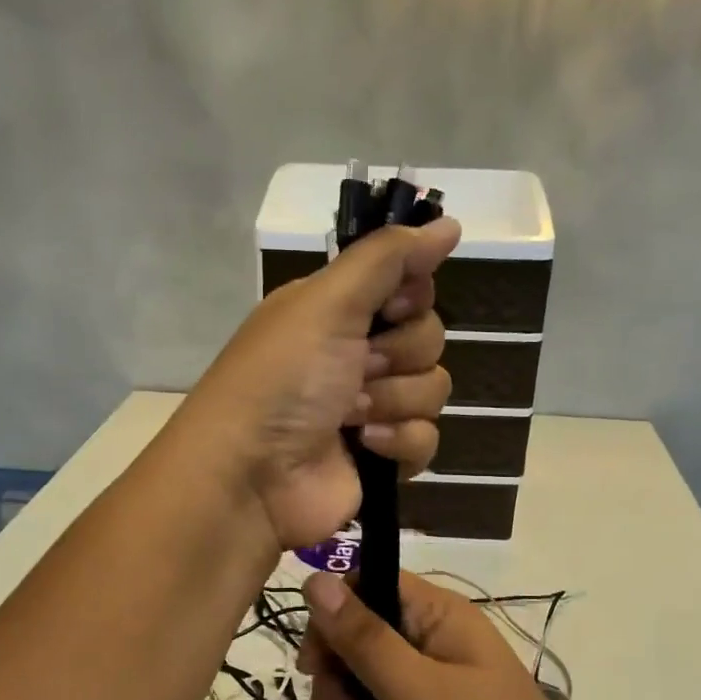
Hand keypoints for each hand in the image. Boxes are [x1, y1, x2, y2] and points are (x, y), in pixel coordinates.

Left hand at [177, 218, 459, 549]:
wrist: (251, 476)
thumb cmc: (283, 379)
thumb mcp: (327, 302)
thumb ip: (388, 258)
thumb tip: (449, 223)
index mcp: (338, 311)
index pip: (410, 287)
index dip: (411, 297)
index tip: (391, 308)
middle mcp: (356, 354)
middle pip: (428, 338)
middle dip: (398, 356)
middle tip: (358, 369)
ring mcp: (370, 408)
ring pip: (433, 389)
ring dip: (394, 401)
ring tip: (350, 416)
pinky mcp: (382, 457)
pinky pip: (427, 439)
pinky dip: (399, 442)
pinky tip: (363, 447)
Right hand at [292, 570, 595, 699]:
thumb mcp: (415, 689)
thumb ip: (363, 636)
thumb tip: (315, 577)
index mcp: (439, 615)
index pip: (370, 584)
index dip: (333, 612)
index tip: (313, 658)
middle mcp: (430, 641)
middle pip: (357, 634)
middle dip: (332, 672)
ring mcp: (425, 685)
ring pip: (357, 676)